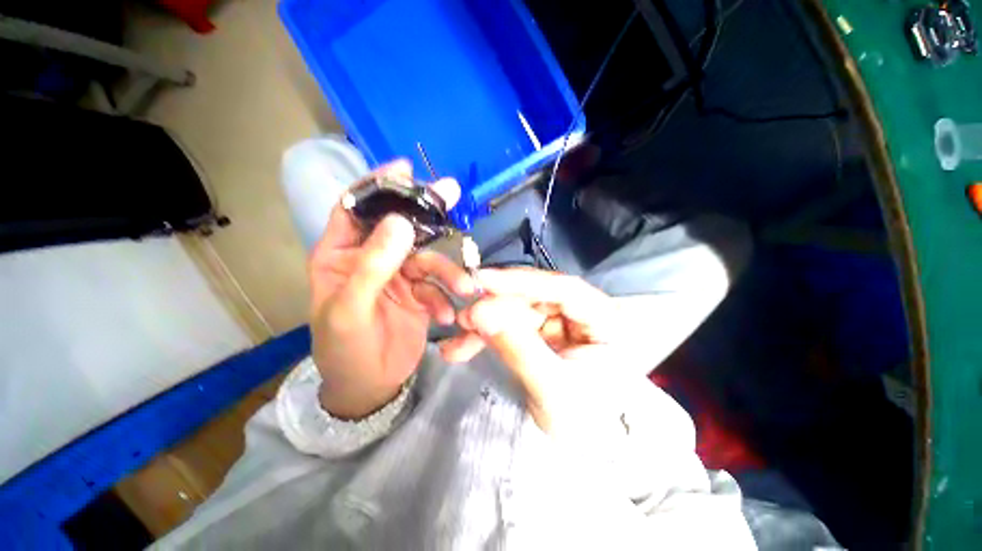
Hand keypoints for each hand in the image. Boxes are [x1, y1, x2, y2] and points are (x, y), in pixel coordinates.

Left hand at [309, 160, 473, 418]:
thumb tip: (399, 222)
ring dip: (448, 273)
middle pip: (401, 227)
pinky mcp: (419, 294)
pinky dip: (445, 297)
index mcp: (341, 255)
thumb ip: (372, 265)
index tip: (405, 168)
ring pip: (428, 259)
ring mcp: (399, 276)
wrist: (370, 385)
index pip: (356, 208)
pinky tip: (447, 316)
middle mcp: (372, 259)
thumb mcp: (350, 308)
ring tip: (464, 289)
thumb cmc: (346, 348)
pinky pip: (437, 285)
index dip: (378, 185)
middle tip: (451, 192)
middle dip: (426, 213)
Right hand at [441, 268, 634, 433]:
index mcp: (606, 321)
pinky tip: (462, 347)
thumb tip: (479, 312)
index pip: (564, 289)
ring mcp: (561, 322)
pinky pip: (511, 326)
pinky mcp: (542, 333)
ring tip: (458, 338)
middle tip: (465, 317)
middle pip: (536, 297)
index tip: (483, 280)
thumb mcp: (552, 390)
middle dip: (498, 306)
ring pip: (518, 310)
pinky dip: (488, 335)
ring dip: (487, 322)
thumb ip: (518, 348)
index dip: (522, 282)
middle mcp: (584, 314)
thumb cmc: (582, 427)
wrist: (583, 455)